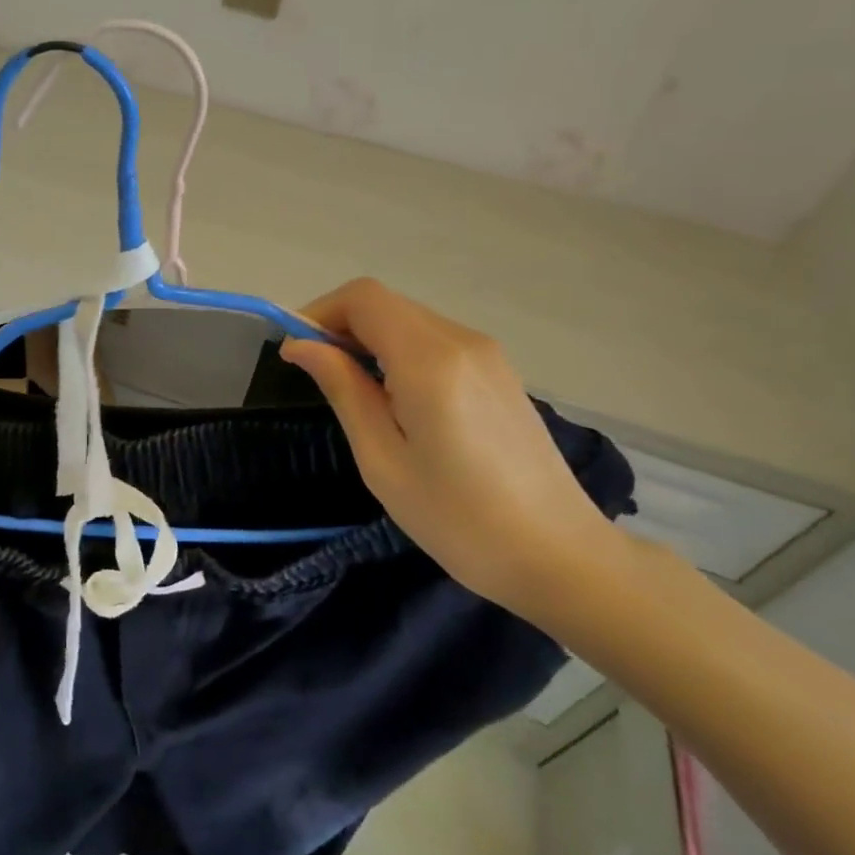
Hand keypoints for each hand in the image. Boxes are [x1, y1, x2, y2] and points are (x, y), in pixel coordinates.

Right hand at [281, 279, 627, 618]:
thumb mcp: (382, 459)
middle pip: (386, 304)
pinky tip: (395, 399)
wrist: (558, 555)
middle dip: (340, 326)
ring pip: (409, 320)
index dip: (319, 313)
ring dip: (369, 339)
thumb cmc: (458, 518)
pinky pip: (434, 341)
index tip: (296, 354)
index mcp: (430, 361)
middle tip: (317, 376)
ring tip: (353, 393)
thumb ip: (343, 389)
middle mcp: (462, 341)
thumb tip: (301, 345)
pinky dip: (399, 351)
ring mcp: (487, 354)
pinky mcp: (499, 372)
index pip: (363, 298)